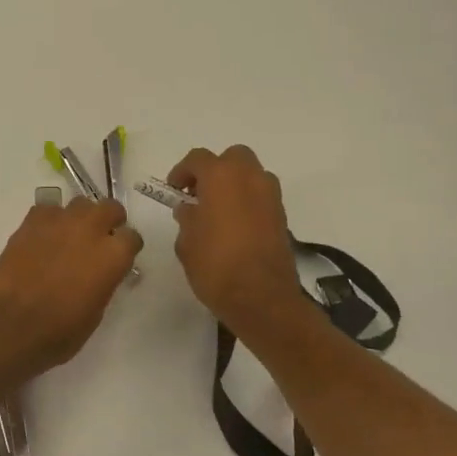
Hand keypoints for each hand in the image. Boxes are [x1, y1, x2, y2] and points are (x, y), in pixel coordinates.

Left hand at [0, 199, 143, 376]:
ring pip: (80, 204)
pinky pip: (48, 209)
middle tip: (100, 238)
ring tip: (70, 237)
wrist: (10, 324)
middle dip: (109, 220)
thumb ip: (104, 281)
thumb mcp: (95, 312)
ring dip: (80, 218)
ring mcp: (60, 221)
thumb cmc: (59, 331)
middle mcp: (91, 229)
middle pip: (110, 208)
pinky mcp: (31, 221)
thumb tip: (101, 272)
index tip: (120, 258)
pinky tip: (43, 238)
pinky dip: (50, 220)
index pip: (132, 237)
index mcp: (113, 255)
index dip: (126, 248)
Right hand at [166, 146, 302, 334]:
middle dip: (215, 169)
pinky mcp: (282, 216)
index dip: (182, 171)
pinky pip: (261, 196)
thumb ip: (187, 219)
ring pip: (251, 174)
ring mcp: (270, 196)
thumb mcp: (187, 242)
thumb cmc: (215, 265)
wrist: (261, 297)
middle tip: (199, 192)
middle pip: (233, 157)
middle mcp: (249, 178)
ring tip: (218, 209)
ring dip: (235, 184)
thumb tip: (190, 210)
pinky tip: (235, 225)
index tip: (174, 190)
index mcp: (221, 177)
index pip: (198, 159)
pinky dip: (248, 201)